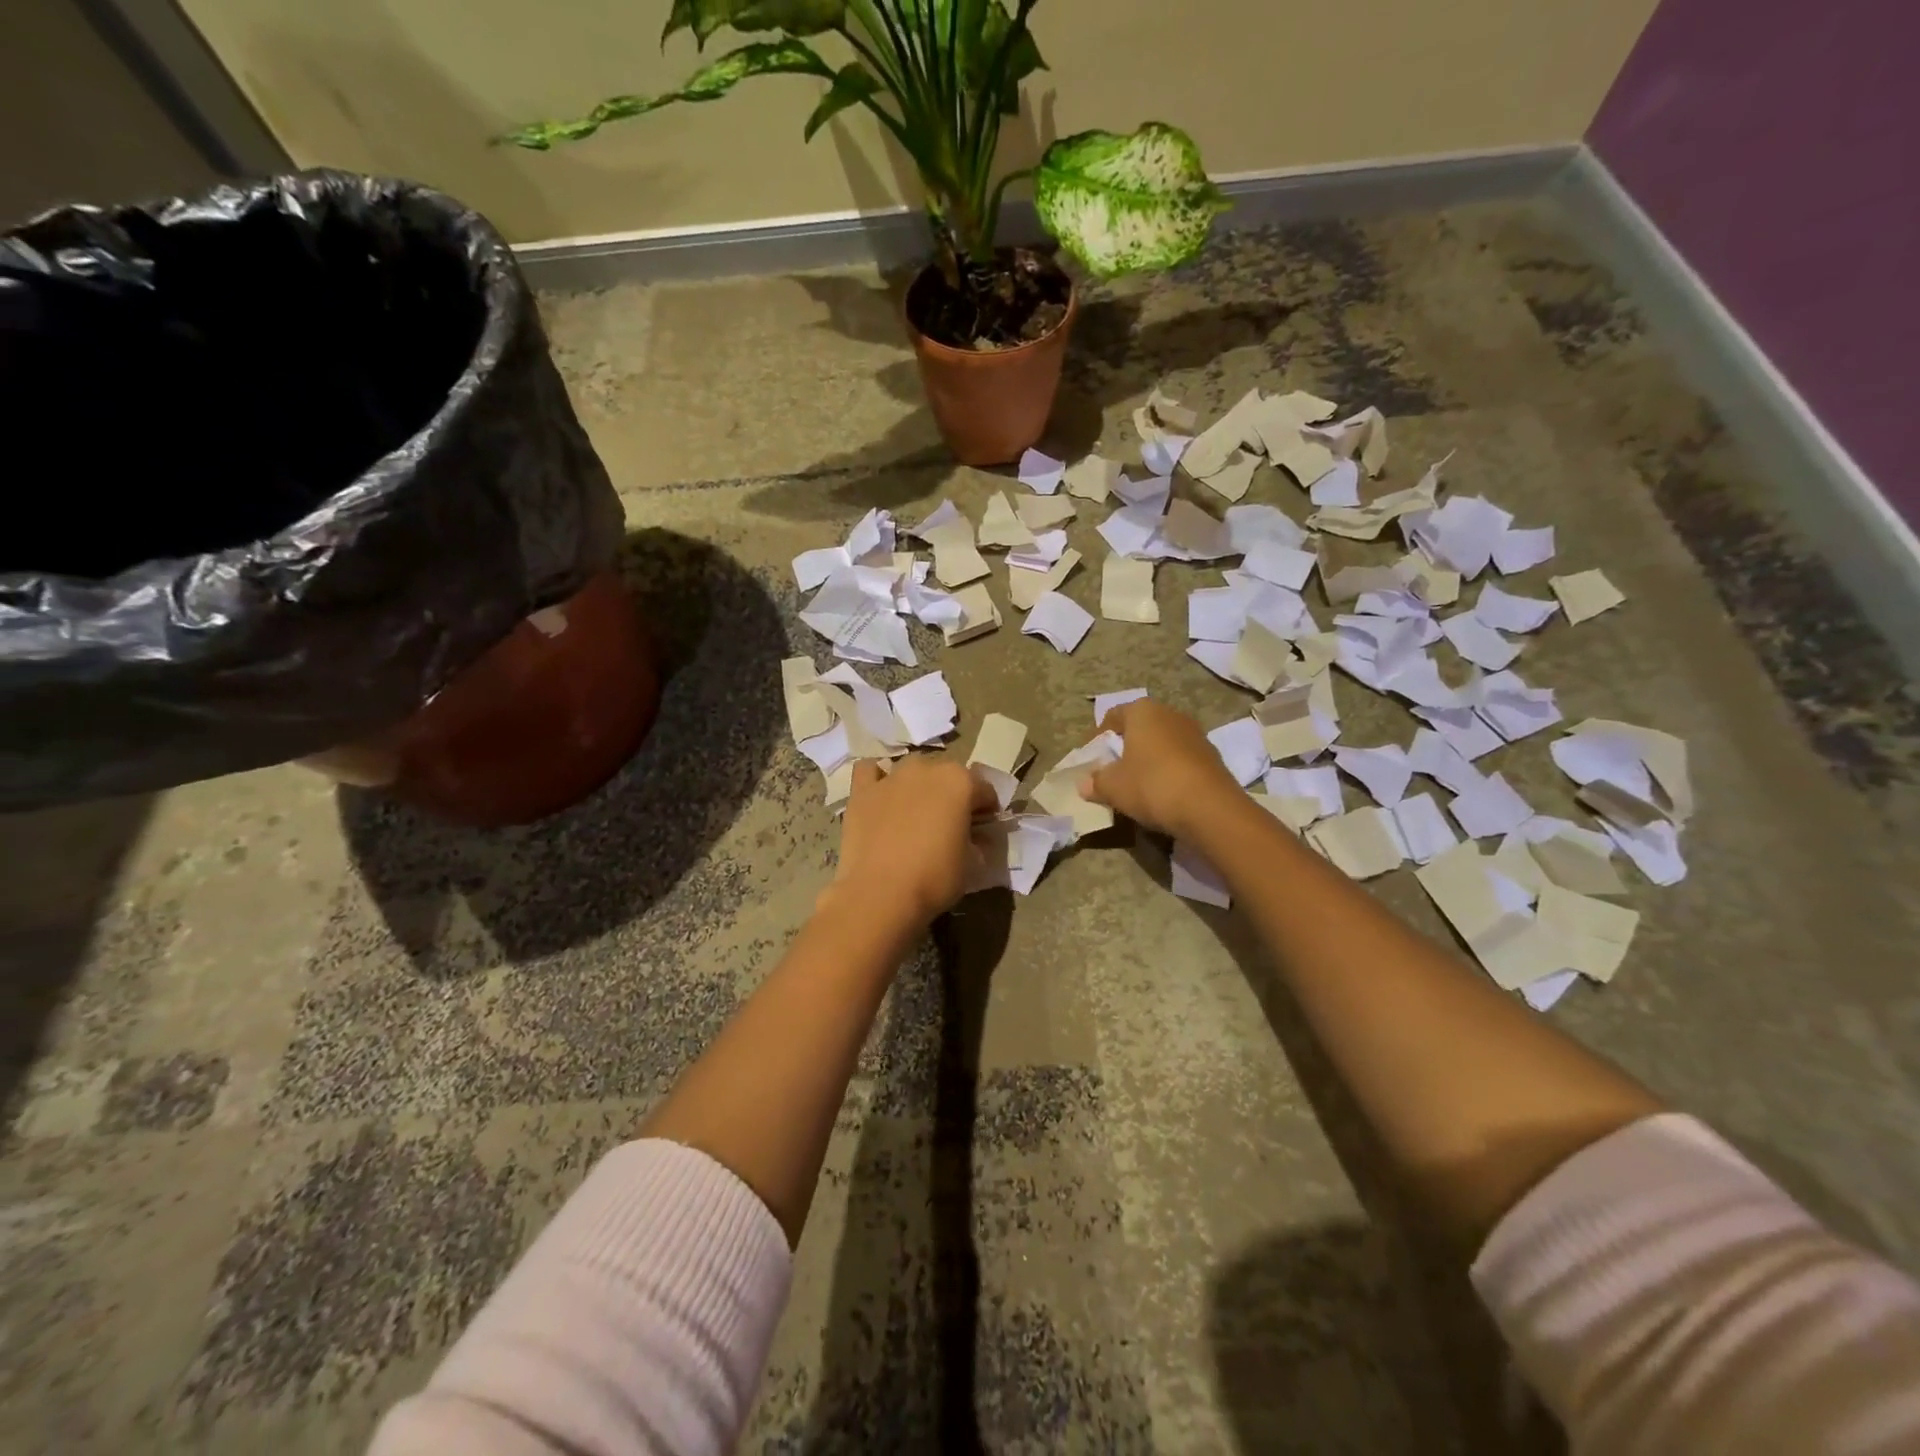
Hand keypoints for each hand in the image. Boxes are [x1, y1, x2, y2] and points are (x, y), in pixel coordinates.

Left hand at [827, 757, 997, 928]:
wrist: (880, 894)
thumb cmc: (934, 879)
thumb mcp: (972, 865)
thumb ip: (976, 843)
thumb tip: (976, 841)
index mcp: (960, 782)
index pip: (984, 790)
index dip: (986, 810)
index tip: (983, 829)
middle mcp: (926, 769)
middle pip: (946, 774)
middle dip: (952, 794)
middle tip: (949, 823)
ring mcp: (891, 777)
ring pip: (911, 769)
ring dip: (918, 784)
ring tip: (915, 811)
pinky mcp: (861, 791)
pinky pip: (869, 771)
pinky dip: (877, 779)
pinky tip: (881, 796)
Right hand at [1083, 699, 1240, 838]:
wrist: (1210, 809)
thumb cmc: (1152, 785)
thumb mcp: (1113, 787)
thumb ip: (1096, 782)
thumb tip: (1084, 783)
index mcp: (1143, 711)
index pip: (1113, 715)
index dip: (1098, 737)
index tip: (1091, 759)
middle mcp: (1171, 714)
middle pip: (1140, 728)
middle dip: (1125, 747)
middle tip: (1112, 770)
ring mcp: (1196, 734)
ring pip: (1162, 743)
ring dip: (1148, 760)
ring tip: (1137, 784)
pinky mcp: (1212, 757)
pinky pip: (1181, 760)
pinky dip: (1168, 771)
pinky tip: (1163, 793)